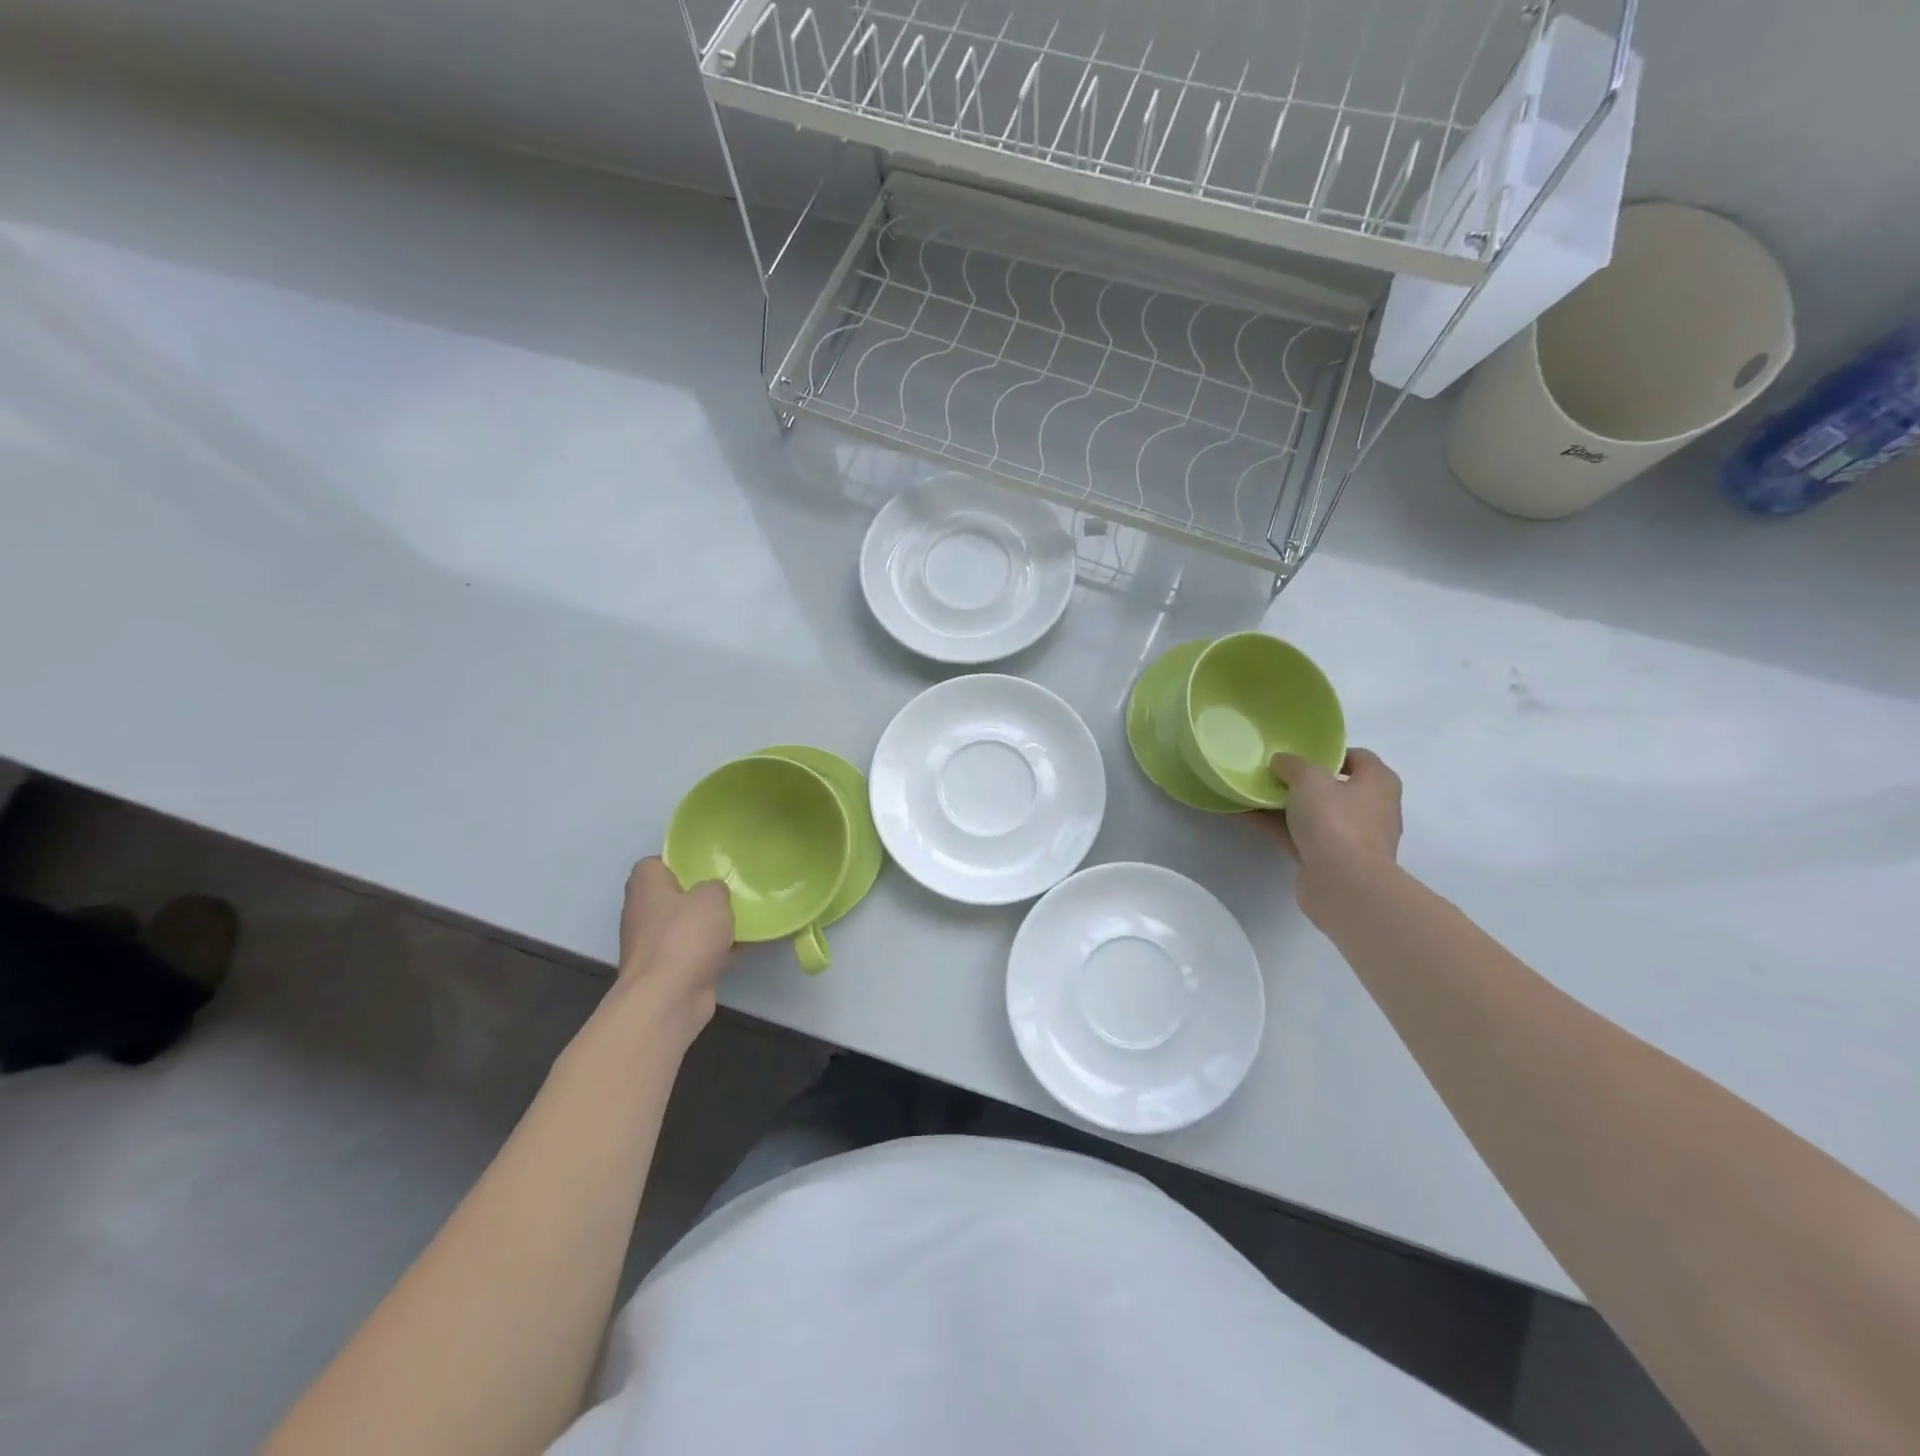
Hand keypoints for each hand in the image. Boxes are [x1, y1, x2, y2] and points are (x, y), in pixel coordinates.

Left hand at [614, 858, 733, 1032]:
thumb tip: (712, 894)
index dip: (679, 861)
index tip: (706, 865)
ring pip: (687, 925)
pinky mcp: (669, 970)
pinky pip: (697, 952)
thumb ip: (715, 887)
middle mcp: (643, 912)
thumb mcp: (711, 897)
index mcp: (646, 885)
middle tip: (731, 889)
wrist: (668, 999)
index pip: (655, 863)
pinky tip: (747, 946)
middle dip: (700, 895)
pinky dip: (718, 950)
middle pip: (674, 895)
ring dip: (710, 925)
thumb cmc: (685, 937)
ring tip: (744, 916)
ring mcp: (654, 945)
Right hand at [1256, 749, 1402, 916]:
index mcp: (1378, 783)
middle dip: (1301, 781)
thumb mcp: (1309, 779)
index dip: (1327, 752)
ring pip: (1314, 814)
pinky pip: (1301, 836)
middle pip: (1333, 787)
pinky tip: (1247, 817)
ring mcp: (1352, 837)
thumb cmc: (1336, 821)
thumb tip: (1283, 763)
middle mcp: (1371, 808)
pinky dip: (1277, 827)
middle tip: (1271, 772)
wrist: (1344, 884)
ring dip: (1284, 805)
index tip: (1297, 752)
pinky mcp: (1331, 860)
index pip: (1357, 757)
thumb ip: (1293, 764)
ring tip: (1251, 793)